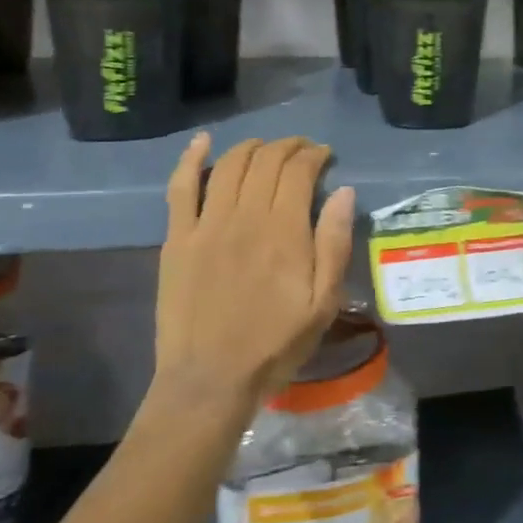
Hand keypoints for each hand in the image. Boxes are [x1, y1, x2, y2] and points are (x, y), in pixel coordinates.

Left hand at [151, 133, 356, 413]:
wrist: (210, 380)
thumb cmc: (275, 344)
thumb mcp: (323, 303)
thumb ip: (335, 244)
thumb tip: (344, 192)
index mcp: (284, 232)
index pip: (299, 171)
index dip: (314, 155)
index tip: (325, 156)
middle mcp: (245, 216)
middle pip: (266, 160)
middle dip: (289, 146)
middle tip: (302, 151)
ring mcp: (206, 225)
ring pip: (230, 165)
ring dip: (252, 147)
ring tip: (266, 148)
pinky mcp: (177, 238)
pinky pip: (181, 187)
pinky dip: (191, 158)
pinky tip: (203, 141)